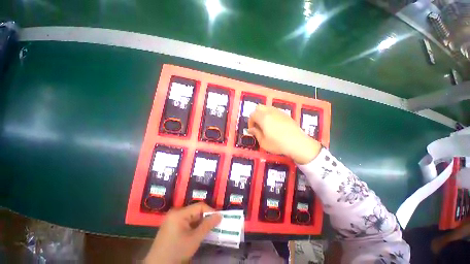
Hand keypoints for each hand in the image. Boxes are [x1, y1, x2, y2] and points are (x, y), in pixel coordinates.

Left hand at [144, 203, 221, 263]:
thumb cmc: (176, 252)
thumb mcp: (194, 239)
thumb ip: (207, 225)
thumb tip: (220, 215)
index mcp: (179, 213)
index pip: (199, 206)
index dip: (210, 211)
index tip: (219, 219)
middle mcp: (175, 212)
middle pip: (195, 211)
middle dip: (205, 218)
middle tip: (214, 225)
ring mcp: (172, 219)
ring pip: (192, 216)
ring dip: (200, 223)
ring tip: (208, 229)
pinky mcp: (171, 225)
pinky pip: (186, 221)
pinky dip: (193, 226)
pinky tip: (198, 233)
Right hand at [248, 105, 320, 163]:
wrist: (297, 143)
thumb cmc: (278, 144)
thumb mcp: (263, 142)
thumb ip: (256, 133)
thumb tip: (251, 129)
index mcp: (263, 118)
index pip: (252, 114)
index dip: (250, 122)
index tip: (252, 129)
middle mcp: (270, 112)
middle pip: (259, 107)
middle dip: (256, 115)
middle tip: (258, 125)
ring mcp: (279, 112)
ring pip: (267, 108)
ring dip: (263, 114)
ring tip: (265, 125)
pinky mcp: (286, 114)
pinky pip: (274, 111)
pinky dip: (271, 115)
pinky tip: (274, 125)